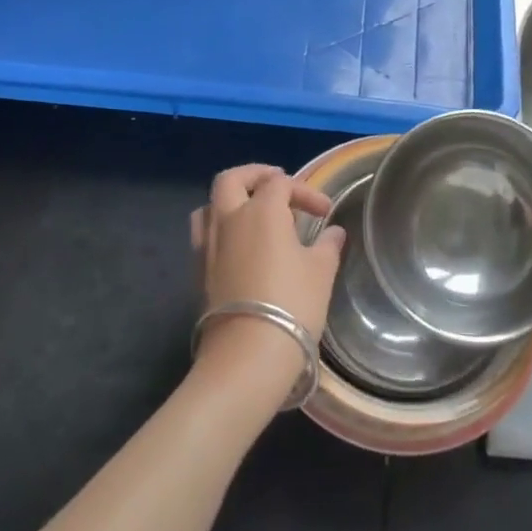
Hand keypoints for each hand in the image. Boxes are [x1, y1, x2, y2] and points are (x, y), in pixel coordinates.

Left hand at [190, 165, 341, 393]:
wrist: (247, 355)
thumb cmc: (292, 304)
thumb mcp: (320, 272)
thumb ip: (327, 245)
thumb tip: (333, 232)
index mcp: (261, 210)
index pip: (282, 183)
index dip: (305, 191)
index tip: (326, 212)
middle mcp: (229, 219)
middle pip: (232, 179)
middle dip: (254, 175)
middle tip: (276, 183)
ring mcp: (208, 246)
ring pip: (210, 206)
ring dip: (230, 201)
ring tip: (252, 212)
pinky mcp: (199, 273)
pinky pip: (205, 235)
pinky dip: (222, 229)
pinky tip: (240, 247)